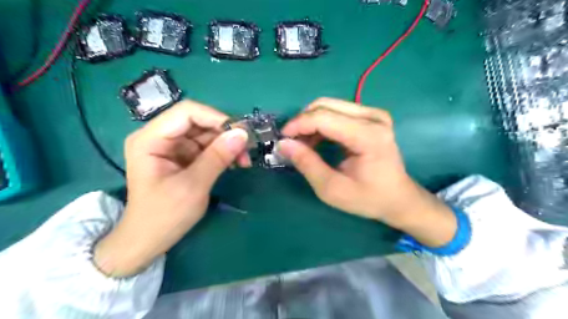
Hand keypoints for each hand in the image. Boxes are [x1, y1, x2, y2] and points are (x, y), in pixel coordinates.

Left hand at [93, 100, 248, 276]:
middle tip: (247, 150)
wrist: (148, 240)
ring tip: (244, 161)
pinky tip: (234, 163)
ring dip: (227, 144)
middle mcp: (160, 137)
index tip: (241, 133)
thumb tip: (243, 134)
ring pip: (206, 134)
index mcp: (150, 139)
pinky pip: (206, 146)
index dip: (216, 118)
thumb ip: (217, 157)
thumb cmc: (164, 216)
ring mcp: (172, 147)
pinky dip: (222, 153)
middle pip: (198, 122)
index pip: (187, 112)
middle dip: (225, 134)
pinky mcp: (182, 157)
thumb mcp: (193, 186)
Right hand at [278, 99, 458, 247]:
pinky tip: (317, 141)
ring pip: (329, 106)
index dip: (298, 125)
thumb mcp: (332, 189)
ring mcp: (374, 114)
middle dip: (302, 122)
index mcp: (368, 136)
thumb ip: (307, 164)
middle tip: (292, 143)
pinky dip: (321, 124)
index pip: (324, 117)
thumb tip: (283, 144)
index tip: (282, 139)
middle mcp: (373, 117)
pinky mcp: (371, 117)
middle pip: (325, 105)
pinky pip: (337, 111)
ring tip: (303, 145)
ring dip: (310, 123)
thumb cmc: (368, 198)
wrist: (398, 197)